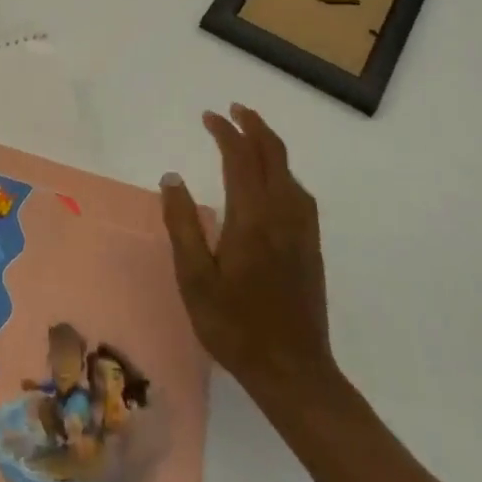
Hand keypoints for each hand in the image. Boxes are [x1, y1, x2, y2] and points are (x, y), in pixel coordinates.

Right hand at [160, 104, 340, 419]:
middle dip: (254, 126)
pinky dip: (283, 170)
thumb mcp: (195, 278)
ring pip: (290, 171)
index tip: (209, 116)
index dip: (225, 132)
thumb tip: (172, 178)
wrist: (293, 371)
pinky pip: (299, 192)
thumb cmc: (235, 326)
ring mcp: (301, 231)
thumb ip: (183, 224)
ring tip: (250, 134)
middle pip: (273, 155)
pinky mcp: (310, 246)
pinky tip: (274, 180)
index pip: (240, 158)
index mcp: (252, 218)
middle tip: (233, 110)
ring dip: (270, 145)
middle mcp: (282, 214)